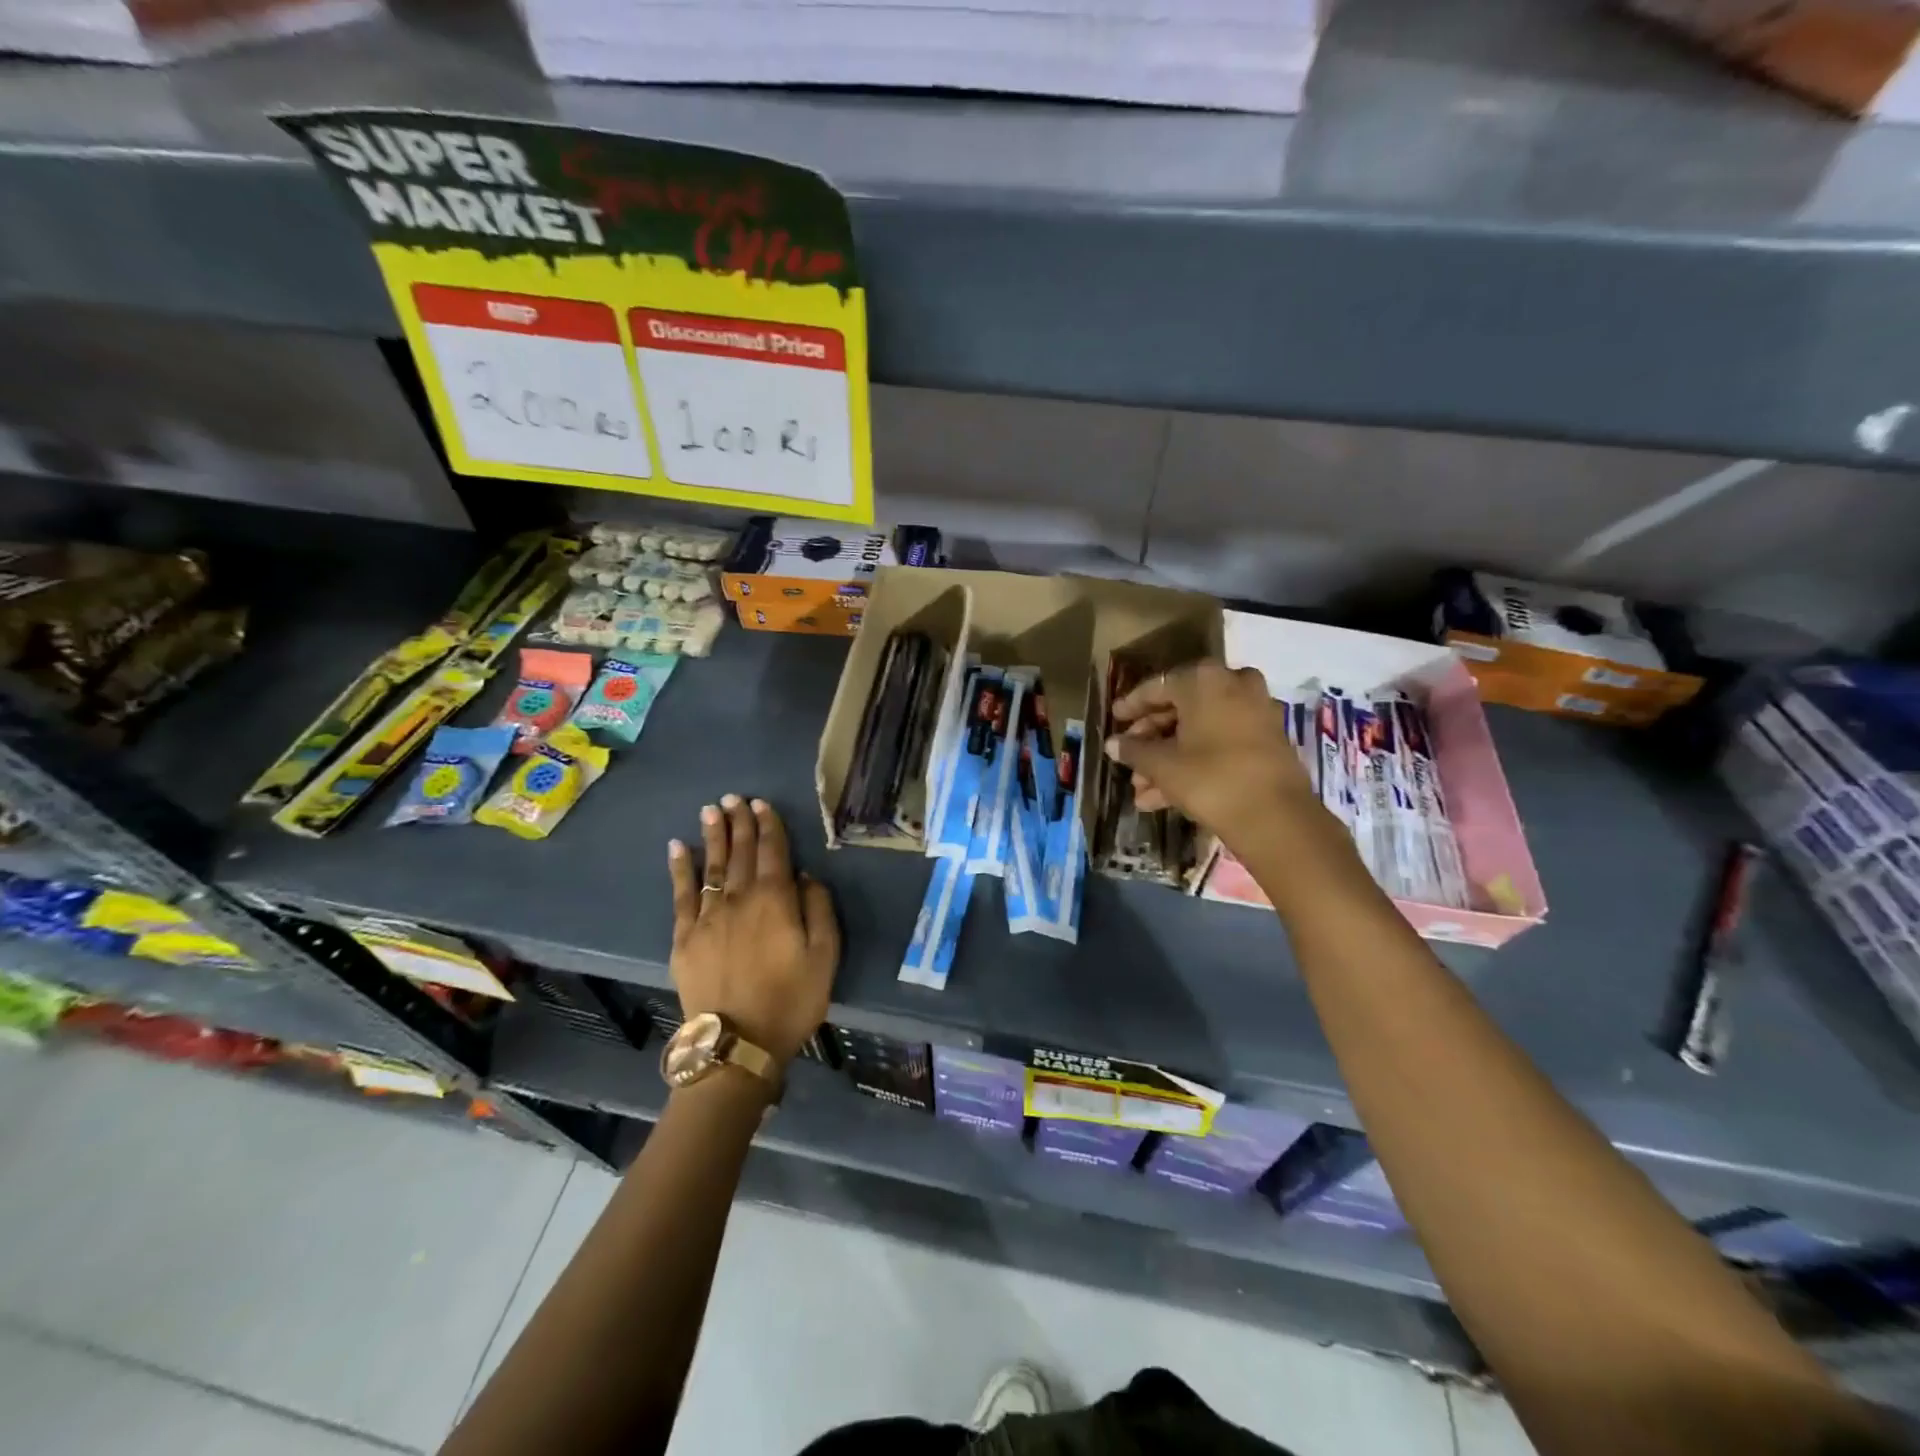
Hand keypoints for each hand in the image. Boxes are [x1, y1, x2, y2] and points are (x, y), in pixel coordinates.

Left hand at [667, 795, 838, 1069]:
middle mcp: (739, 899)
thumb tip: (805, 877)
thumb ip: (818, 909)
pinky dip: (679, 869)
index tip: (762, 804)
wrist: (738, 1044)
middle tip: (734, 797)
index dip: (769, 826)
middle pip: (739, 852)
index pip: (772, 852)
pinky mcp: (684, 937)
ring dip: (712, 835)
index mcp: (775, 900)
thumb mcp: (825, 956)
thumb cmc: (791, 999)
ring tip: (711, 810)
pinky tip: (677, 848)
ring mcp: (707, 917)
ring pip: (711, 865)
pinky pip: (681, 894)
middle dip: (739, 822)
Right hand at [1106, 662, 1316, 852]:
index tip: (1114, 720)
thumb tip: (1114, 744)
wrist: (1275, 817)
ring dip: (1170, 757)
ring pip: (1201, 730)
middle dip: (1152, 740)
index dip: (1131, 706)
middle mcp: (1233, 685)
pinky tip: (1165, 795)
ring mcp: (1255, 711)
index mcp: (1204, 680)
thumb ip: (1134, 750)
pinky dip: (1196, 761)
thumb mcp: (1163, 765)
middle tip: (1129, 760)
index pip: (1157, 687)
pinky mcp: (1268, 740)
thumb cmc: (1210, 778)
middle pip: (1181, 708)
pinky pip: (1221, 742)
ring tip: (1142, 790)